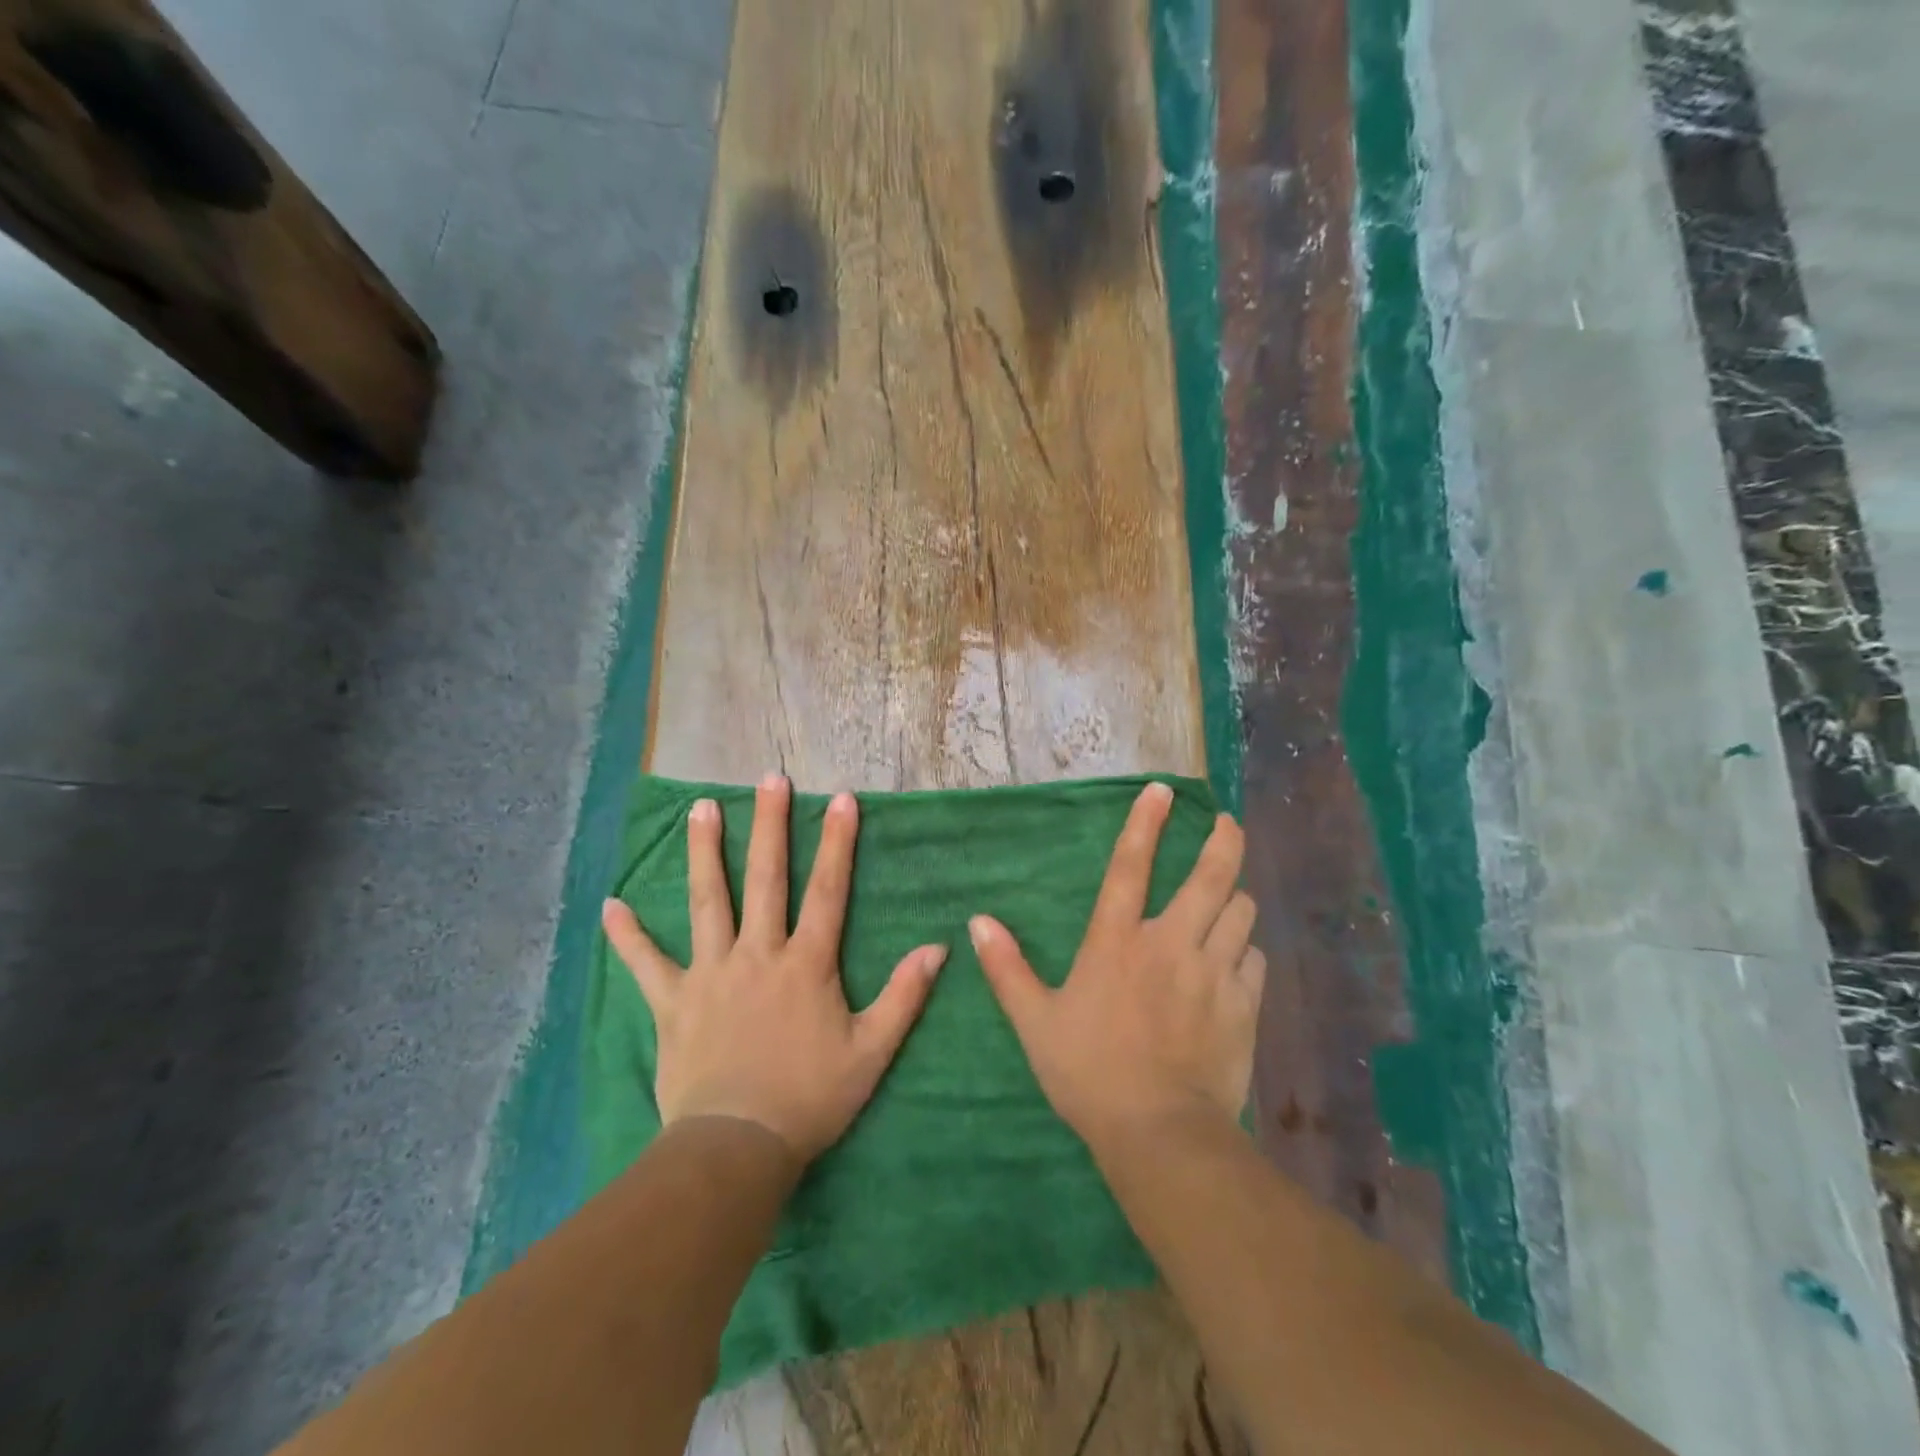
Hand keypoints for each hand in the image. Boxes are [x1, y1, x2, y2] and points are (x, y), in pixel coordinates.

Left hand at [601, 775, 946, 1163]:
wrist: (737, 1148)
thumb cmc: (810, 1098)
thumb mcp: (872, 1051)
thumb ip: (904, 996)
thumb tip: (939, 948)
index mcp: (806, 963)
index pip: (828, 890)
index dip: (837, 843)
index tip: (842, 799)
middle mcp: (758, 954)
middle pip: (764, 879)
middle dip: (769, 825)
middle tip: (769, 779)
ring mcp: (711, 973)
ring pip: (708, 902)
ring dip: (705, 853)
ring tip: (701, 808)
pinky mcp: (673, 1002)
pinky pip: (647, 964)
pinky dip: (628, 936)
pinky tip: (610, 905)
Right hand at [971, 782, 1263, 1155]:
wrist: (1159, 1133)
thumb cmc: (1089, 1072)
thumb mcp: (1035, 1022)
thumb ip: (1006, 968)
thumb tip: (978, 922)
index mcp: (1117, 941)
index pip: (1130, 866)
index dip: (1145, 823)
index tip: (1162, 790)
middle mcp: (1170, 943)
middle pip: (1211, 876)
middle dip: (1223, 842)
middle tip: (1227, 824)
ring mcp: (1213, 972)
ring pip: (1241, 913)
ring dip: (1235, 898)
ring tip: (1229, 897)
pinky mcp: (1244, 1005)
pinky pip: (1254, 960)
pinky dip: (1245, 950)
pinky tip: (1236, 960)